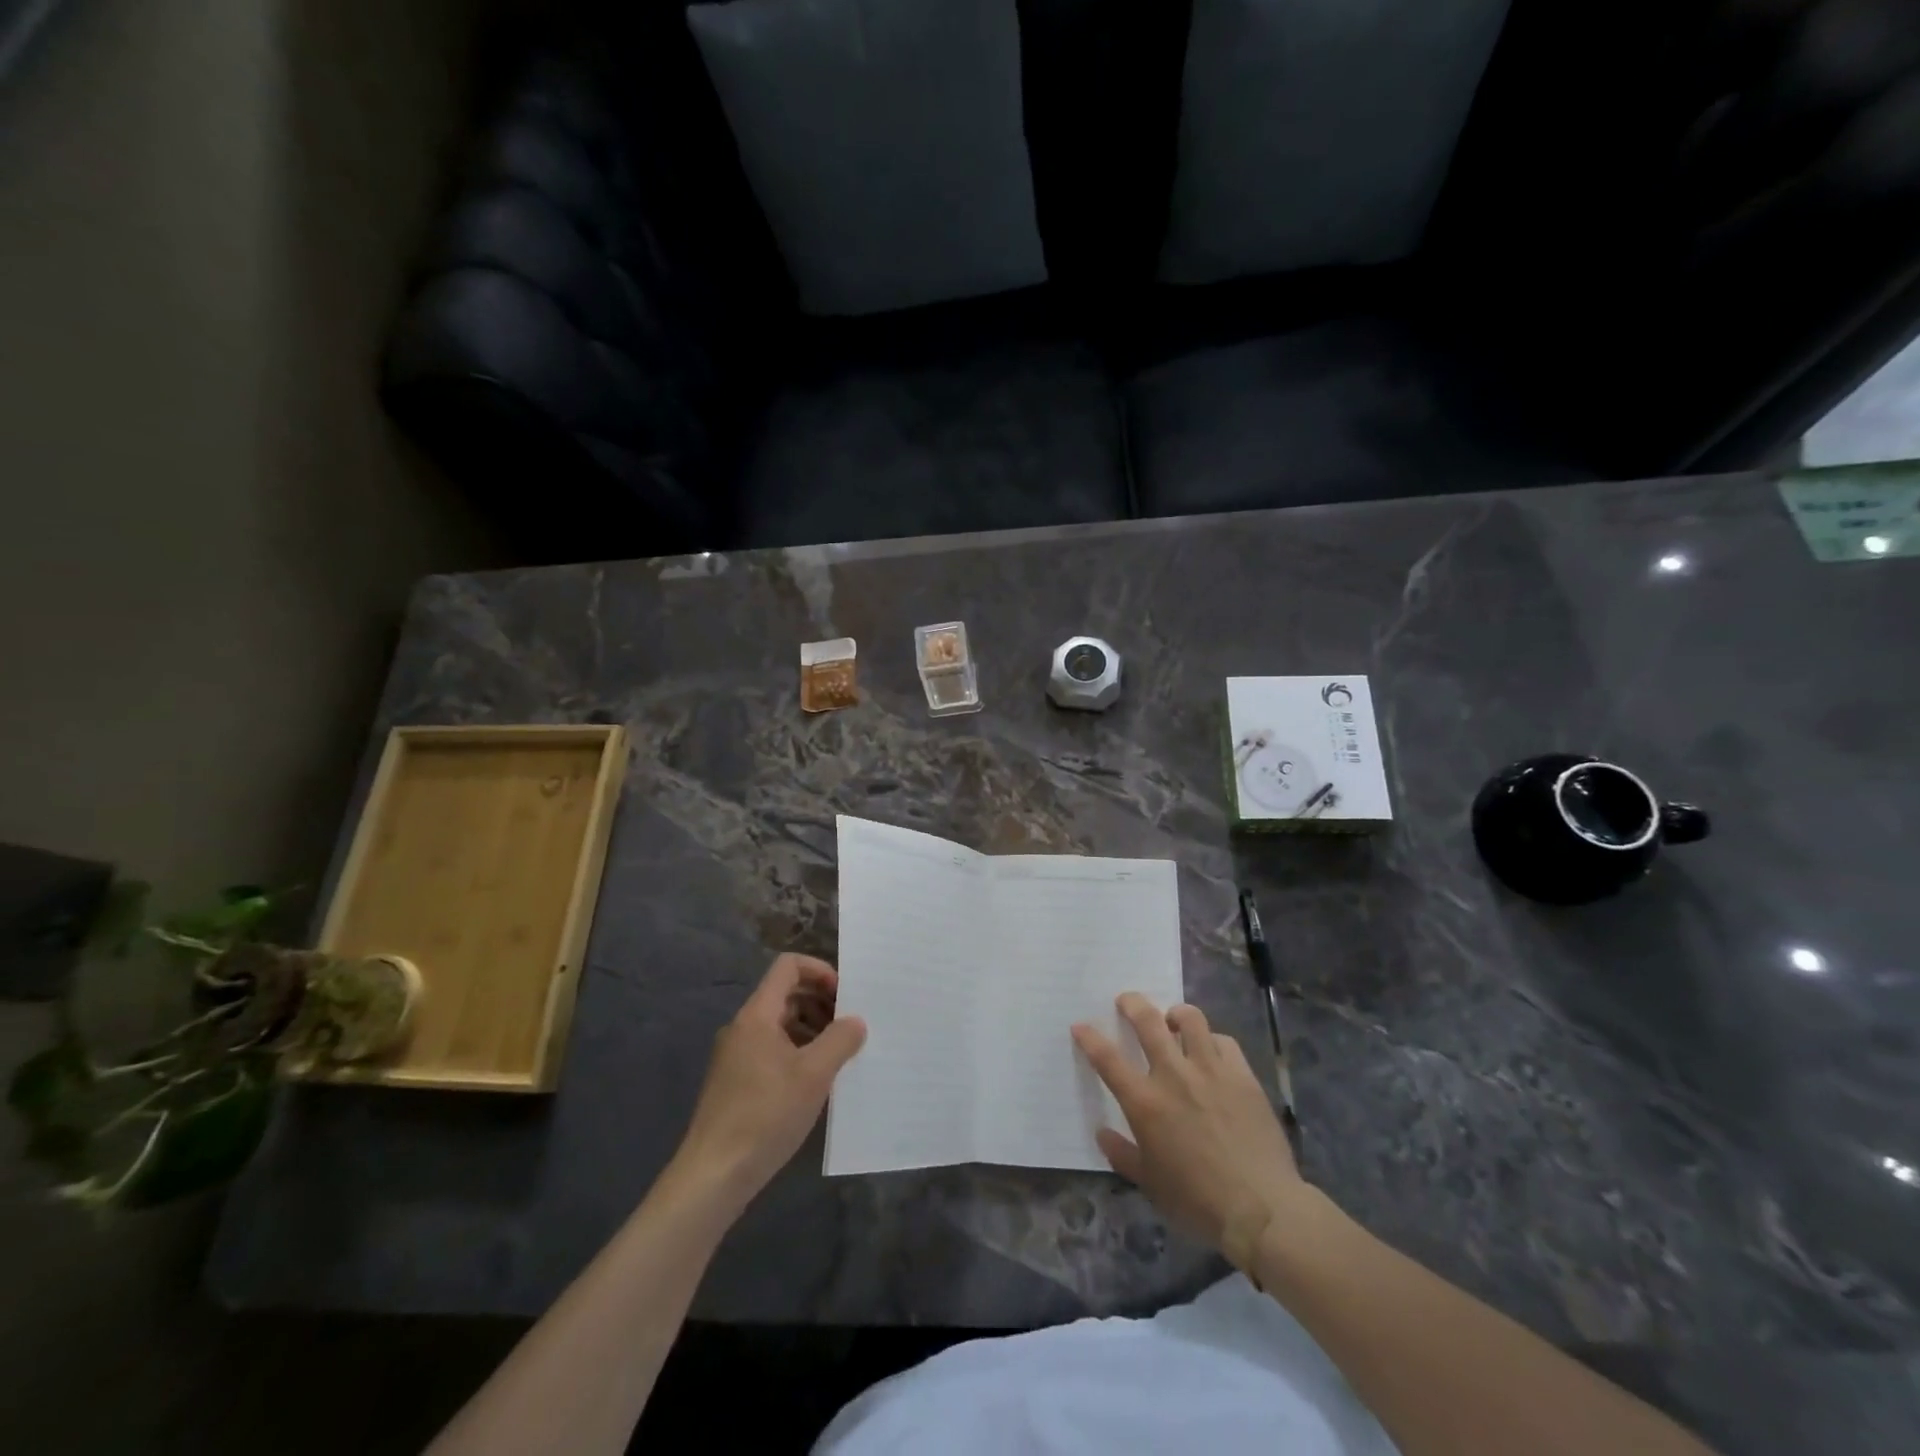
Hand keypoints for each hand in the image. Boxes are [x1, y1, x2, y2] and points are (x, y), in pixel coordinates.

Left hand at [673, 954, 866, 1206]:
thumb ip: (840, 1040)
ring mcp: (736, 1056)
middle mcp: (743, 1027)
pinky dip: (798, 1052)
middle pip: (785, 994)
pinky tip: (816, 1081)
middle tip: (850, 1025)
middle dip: (821, 1002)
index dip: (820, 970)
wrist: (713, 1175)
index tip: (846, 996)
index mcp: (757, 1015)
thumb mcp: (814, 1074)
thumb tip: (856, 1022)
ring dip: (812, 1029)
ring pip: (780, 1024)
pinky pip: (772, 1050)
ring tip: (840, 1054)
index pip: (788, 966)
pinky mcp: (736, 1083)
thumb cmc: (766, 1115)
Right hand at [1073, 994, 1306, 1270]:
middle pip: (1147, 1021)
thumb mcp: (1149, 1184)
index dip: (1089, 1037)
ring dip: (1176, 1014)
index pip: (1107, 1059)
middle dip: (1132, 1004)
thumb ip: (1122, 1154)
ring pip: (1190, 1019)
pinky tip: (1212, 1051)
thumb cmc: (1197, 1201)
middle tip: (1126, 1001)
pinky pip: (1225, 1041)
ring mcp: (1211, 1071)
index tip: (1080, 1026)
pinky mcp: (1242, 1075)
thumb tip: (1102, 1133)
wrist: (1261, 1209)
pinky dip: (1212, 1040)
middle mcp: (1174, 1075)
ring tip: (1173, 1020)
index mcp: (1145, 1102)